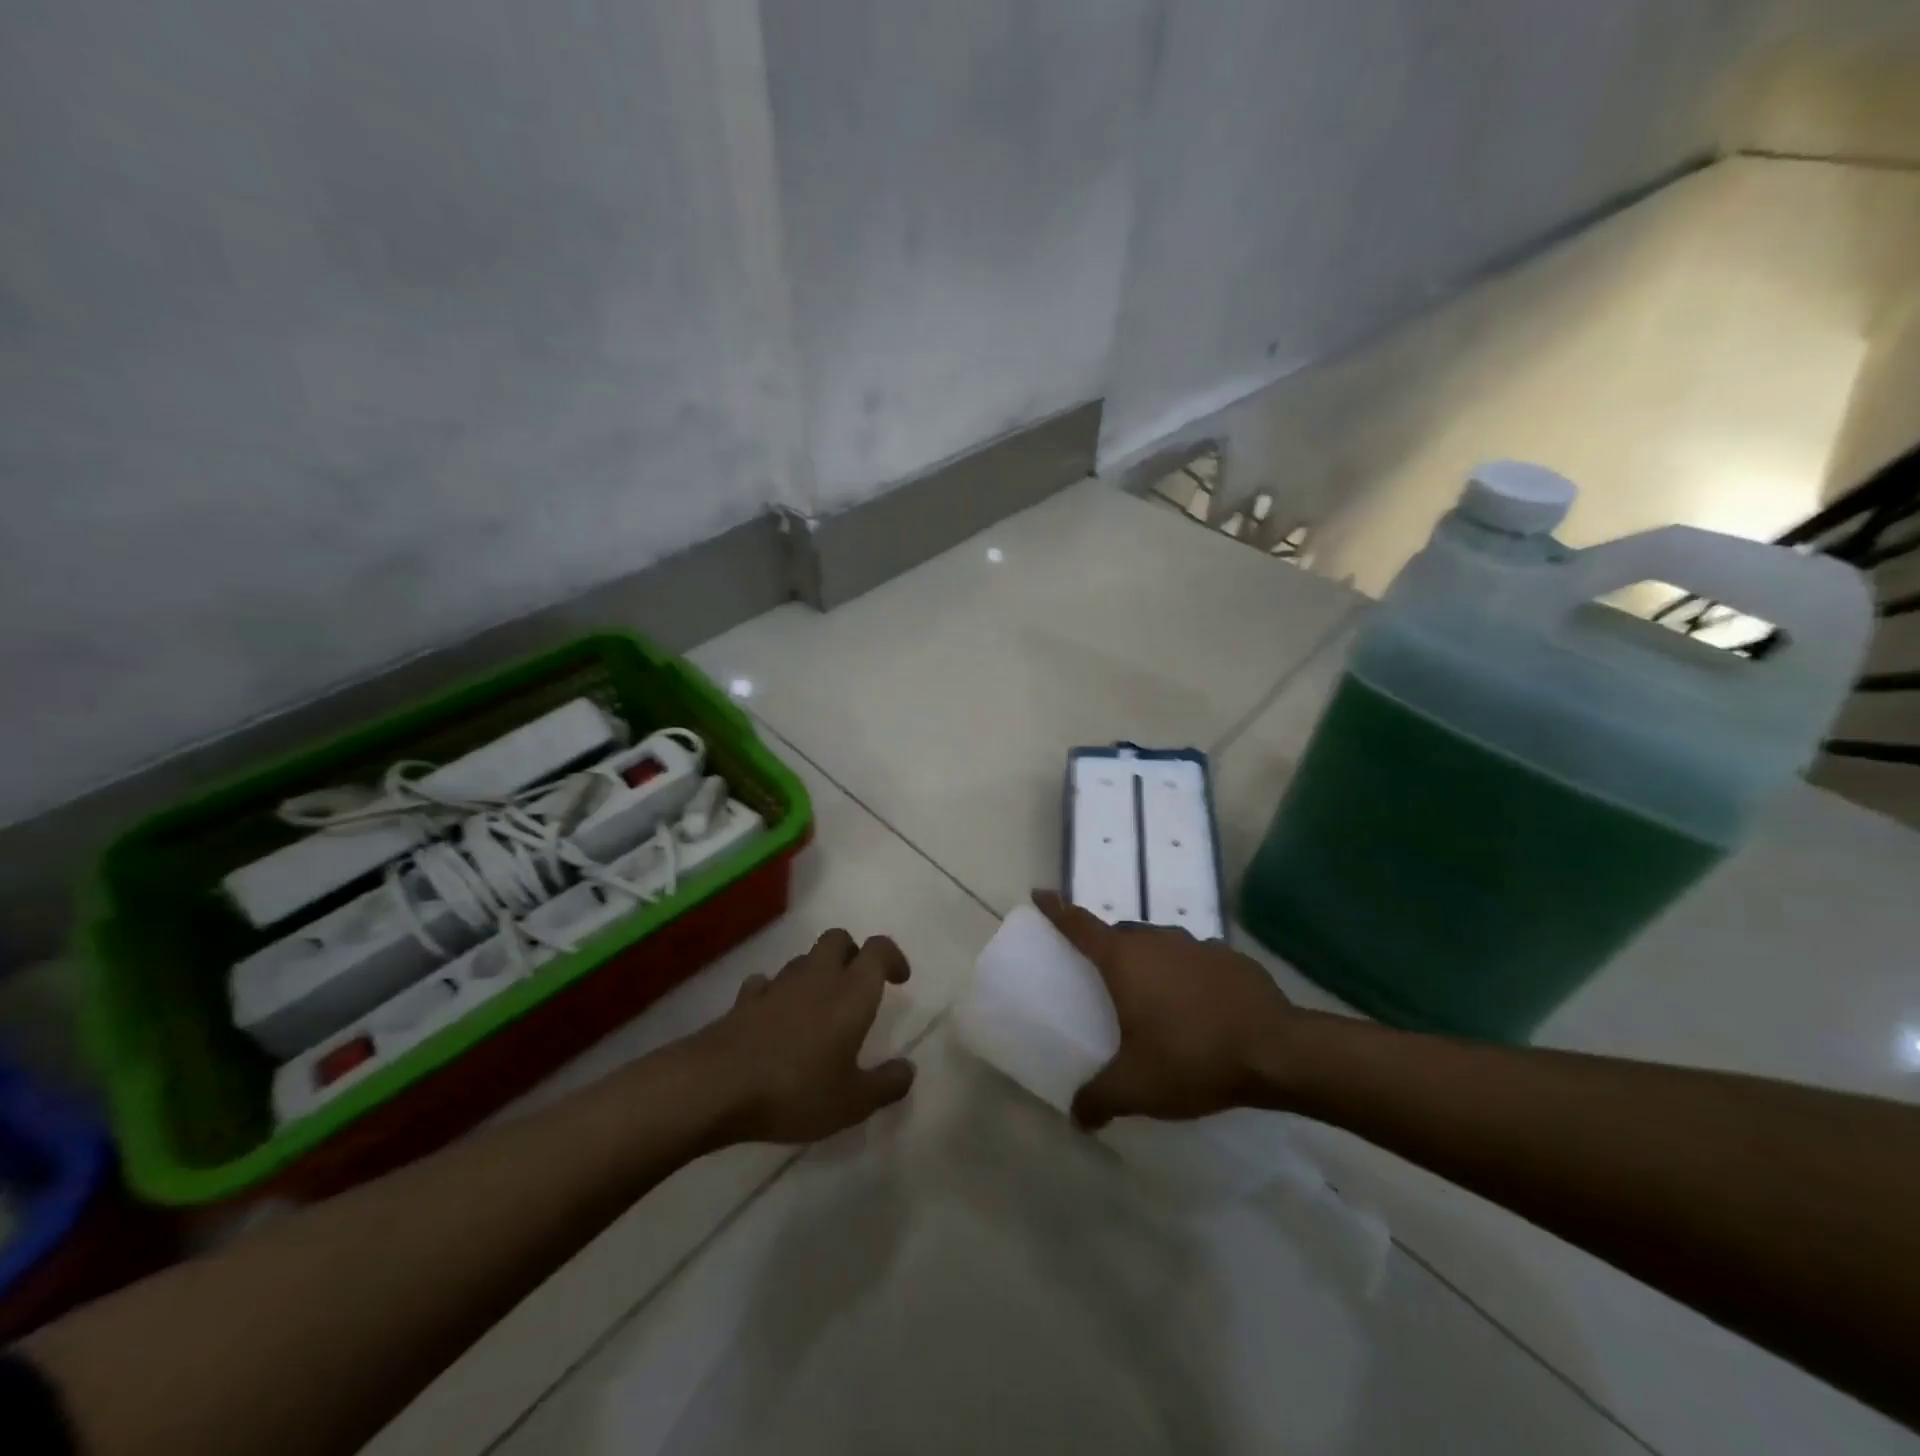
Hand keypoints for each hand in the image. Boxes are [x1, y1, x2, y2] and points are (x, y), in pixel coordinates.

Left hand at [693, 929, 915, 1143]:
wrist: (717, 1085)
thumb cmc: (796, 1090)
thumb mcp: (852, 1102)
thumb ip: (886, 1085)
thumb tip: (908, 1070)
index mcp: (852, 992)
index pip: (878, 949)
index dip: (893, 957)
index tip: (899, 979)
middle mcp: (818, 977)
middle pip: (838, 939)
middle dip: (852, 953)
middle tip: (857, 985)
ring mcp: (778, 985)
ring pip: (804, 960)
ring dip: (816, 973)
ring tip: (818, 1009)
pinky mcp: (745, 999)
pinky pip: (767, 983)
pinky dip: (777, 993)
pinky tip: (775, 1018)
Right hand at [1032, 890, 1300, 1128]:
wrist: (1277, 1051)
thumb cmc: (1192, 1057)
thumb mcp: (1137, 1087)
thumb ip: (1099, 1099)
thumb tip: (1076, 1118)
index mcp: (1124, 959)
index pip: (1079, 924)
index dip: (1057, 908)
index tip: (1040, 894)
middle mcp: (1157, 940)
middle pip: (1121, 934)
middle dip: (1108, 949)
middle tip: (1104, 980)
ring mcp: (1197, 945)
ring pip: (1160, 945)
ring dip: (1151, 963)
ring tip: (1155, 999)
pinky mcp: (1231, 957)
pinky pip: (1196, 960)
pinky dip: (1188, 975)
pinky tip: (1200, 1007)